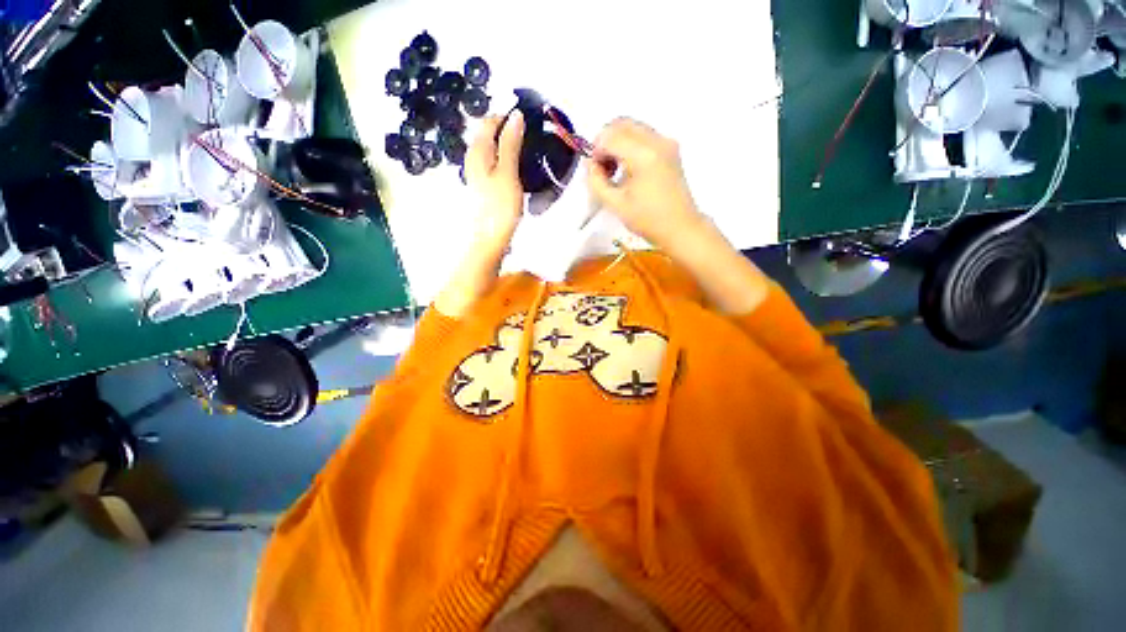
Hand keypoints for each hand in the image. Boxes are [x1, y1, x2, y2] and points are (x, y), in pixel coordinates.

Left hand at [464, 110, 525, 251]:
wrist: (491, 237)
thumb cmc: (500, 206)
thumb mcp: (508, 171)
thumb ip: (510, 143)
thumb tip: (515, 116)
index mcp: (478, 151)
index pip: (489, 120)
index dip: (508, 117)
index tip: (529, 122)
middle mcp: (474, 158)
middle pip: (490, 134)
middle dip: (509, 130)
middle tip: (531, 137)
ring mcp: (478, 172)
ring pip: (493, 149)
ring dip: (509, 146)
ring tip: (528, 151)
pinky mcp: (484, 185)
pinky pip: (495, 163)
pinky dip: (507, 160)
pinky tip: (518, 168)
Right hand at [587, 118, 703, 249]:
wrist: (680, 228)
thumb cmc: (648, 220)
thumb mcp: (615, 204)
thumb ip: (596, 181)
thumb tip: (590, 165)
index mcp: (643, 155)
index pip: (609, 136)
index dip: (595, 151)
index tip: (594, 172)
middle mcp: (657, 141)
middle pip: (621, 124)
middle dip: (605, 142)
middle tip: (601, 167)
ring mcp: (666, 142)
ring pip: (633, 127)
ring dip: (617, 142)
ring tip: (614, 170)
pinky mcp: (671, 148)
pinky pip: (644, 135)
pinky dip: (630, 145)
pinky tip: (628, 168)